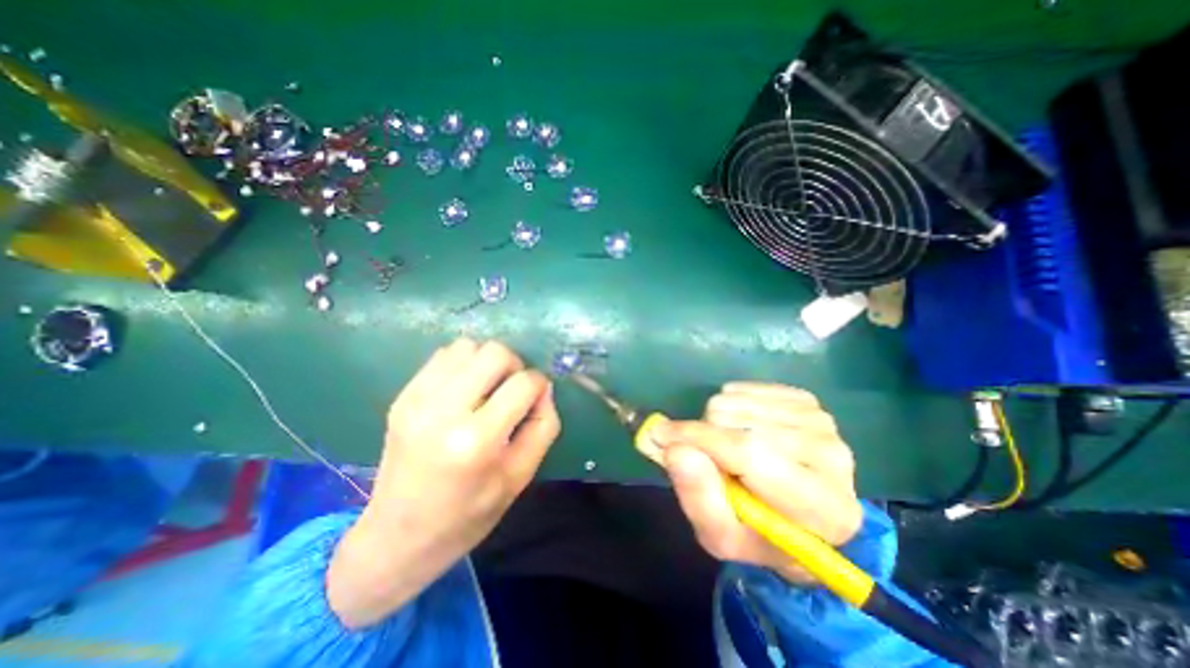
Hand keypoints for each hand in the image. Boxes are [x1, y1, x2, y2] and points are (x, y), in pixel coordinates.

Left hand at [323, 339, 562, 625]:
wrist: (397, 538)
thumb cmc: (468, 514)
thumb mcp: (520, 477)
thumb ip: (543, 426)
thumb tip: (544, 388)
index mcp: (476, 441)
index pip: (524, 383)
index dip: (540, 384)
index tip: (536, 397)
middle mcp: (443, 412)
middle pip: (495, 352)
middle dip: (515, 365)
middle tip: (512, 390)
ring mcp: (417, 400)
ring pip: (468, 346)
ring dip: (487, 362)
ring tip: (488, 388)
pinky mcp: (403, 396)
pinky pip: (443, 356)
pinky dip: (463, 364)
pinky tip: (465, 390)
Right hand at [651, 381, 866, 582]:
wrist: (798, 515)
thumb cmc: (758, 533)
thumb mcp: (721, 535)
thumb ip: (699, 499)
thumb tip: (675, 450)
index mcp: (823, 508)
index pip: (750, 453)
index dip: (699, 439)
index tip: (660, 433)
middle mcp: (833, 457)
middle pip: (739, 422)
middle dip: (706, 436)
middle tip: (709, 459)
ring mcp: (821, 421)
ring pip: (736, 400)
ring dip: (716, 422)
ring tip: (726, 448)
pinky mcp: (807, 400)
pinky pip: (743, 388)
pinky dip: (729, 406)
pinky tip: (741, 429)